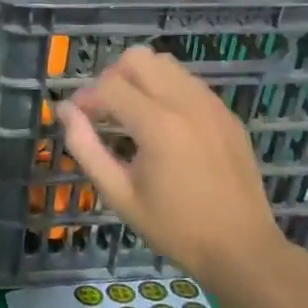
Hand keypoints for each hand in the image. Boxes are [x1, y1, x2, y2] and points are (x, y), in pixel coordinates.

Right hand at [57, 46, 286, 280]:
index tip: (77, 118)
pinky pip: (188, 81)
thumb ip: (86, 148)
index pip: (109, 85)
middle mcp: (185, 103)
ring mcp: (211, 104)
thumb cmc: (174, 228)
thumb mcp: (120, 194)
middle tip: (105, 111)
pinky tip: (164, 125)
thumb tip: (65, 111)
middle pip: (138, 58)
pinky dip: (166, 90)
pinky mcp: (226, 113)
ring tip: (133, 115)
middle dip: (112, 78)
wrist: (242, 249)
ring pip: (165, 63)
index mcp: (157, 125)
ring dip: (140, 80)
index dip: (85, 97)